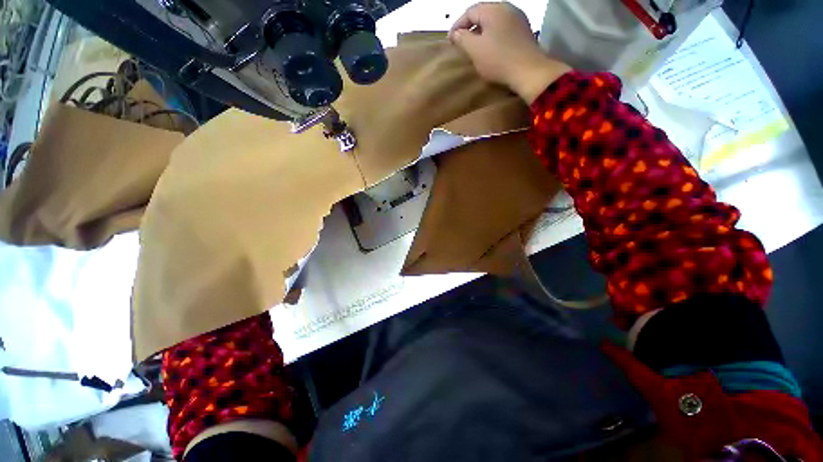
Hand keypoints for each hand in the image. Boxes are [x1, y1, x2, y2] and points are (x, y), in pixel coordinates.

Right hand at [449, 2, 569, 102]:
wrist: (528, 71)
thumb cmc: (498, 60)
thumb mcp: (475, 50)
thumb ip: (462, 39)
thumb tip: (455, 33)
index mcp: (493, 9)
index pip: (470, 12)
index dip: (457, 25)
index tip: (450, 40)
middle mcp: (507, 9)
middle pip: (483, 14)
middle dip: (470, 28)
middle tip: (461, 43)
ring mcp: (518, 20)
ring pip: (494, 23)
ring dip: (482, 33)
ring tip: (475, 48)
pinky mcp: (524, 32)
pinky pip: (504, 30)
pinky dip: (493, 37)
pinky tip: (491, 50)